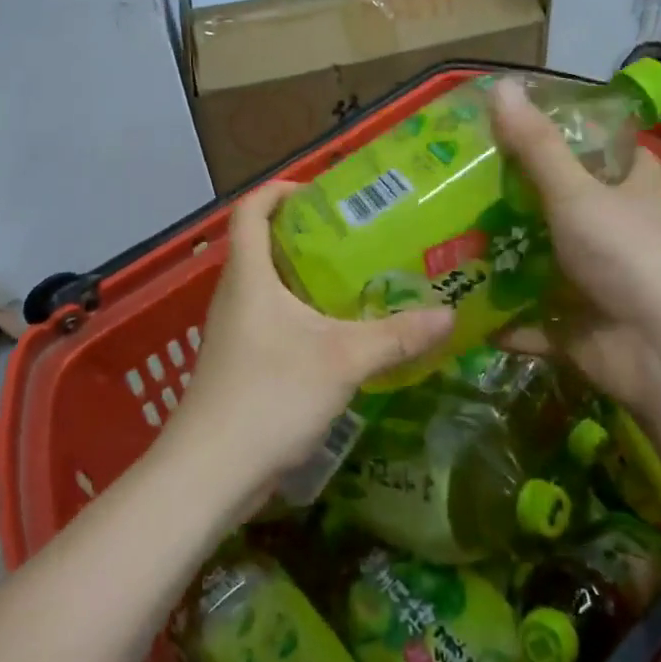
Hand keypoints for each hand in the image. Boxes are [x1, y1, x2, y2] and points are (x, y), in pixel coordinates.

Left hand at [164, 182, 452, 506]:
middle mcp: (236, 295)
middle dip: (310, 235)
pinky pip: (275, 322)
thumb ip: (397, 336)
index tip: (324, 194)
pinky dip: (305, 316)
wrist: (211, 472)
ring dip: (310, 279)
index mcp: (249, 275)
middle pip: (266, 245)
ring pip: (272, 287)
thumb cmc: (270, 395)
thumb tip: (449, 314)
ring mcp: (236, 332)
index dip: (281, 190)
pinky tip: (342, 335)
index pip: (251, 209)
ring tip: (361, 280)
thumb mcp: (343, 361)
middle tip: (361, 237)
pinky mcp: (242, 364)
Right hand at [489, 77, 660, 411]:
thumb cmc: (627, 255)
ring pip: (549, 268)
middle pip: (574, 211)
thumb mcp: (577, 193)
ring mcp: (599, 286)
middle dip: (529, 203)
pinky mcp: (580, 331)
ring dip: (510, 263)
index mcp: (634, 196)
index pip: (625, 156)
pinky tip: (463, 311)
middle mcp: (620, 238)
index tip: (545, 130)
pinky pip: (534, 324)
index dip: (596, 141)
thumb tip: (500, 84)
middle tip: (472, 186)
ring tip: (453, 243)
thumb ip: (536, 147)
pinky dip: (505, 323)